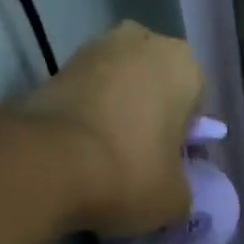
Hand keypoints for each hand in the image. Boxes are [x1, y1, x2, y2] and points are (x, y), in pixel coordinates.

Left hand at [20, 22, 202, 236]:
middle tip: (142, 161)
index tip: (173, 170)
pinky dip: (85, 119)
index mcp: (183, 65)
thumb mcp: (175, 200)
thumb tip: (171, 189)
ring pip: (117, 88)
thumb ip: (182, 188)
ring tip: (106, 160)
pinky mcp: (52, 68)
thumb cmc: (129, 174)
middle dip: (150, 117)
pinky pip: (84, 97)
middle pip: (154, 87)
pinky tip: (79, 154)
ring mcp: (92, 49)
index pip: (196, 106)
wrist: (47, 164)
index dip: (186, 141)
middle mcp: (140, 43)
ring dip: (116, 115)